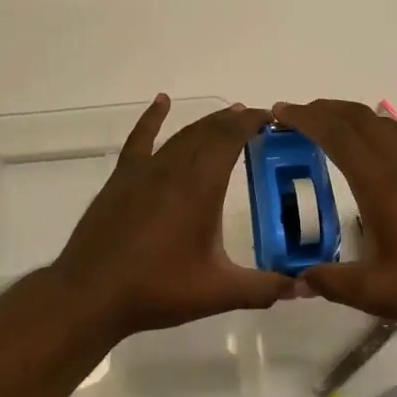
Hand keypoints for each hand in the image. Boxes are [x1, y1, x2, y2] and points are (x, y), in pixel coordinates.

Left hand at [52, 95, 293, 335]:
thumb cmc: (157, 289)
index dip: (251, 122)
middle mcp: (174, 168)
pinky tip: (162, 103)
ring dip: (206, 123)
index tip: (270, 117)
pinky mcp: (121, 178)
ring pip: (181, 135)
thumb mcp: (218, 292)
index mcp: (200, 187)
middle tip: (255, 119)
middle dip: (233, 121)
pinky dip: (152, 118)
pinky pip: (140, 139)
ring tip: (227, 116)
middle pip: (208, 131)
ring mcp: (144, 171)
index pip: (230, 138)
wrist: (91, 293)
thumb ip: (264, 288)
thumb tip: (305, 287)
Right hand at [271, 98, 396, 335]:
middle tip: (297, 114)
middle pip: (360, 118)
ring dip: (352, 119)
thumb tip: (298, 279)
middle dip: (325, 108)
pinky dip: (375, 134)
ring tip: (330, 129)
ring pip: (384, 126)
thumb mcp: (377, 293)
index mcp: (382, 184)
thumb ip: (333, 283)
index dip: (305, 118)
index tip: (279, 111)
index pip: (337, 136)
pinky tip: (374, 161)